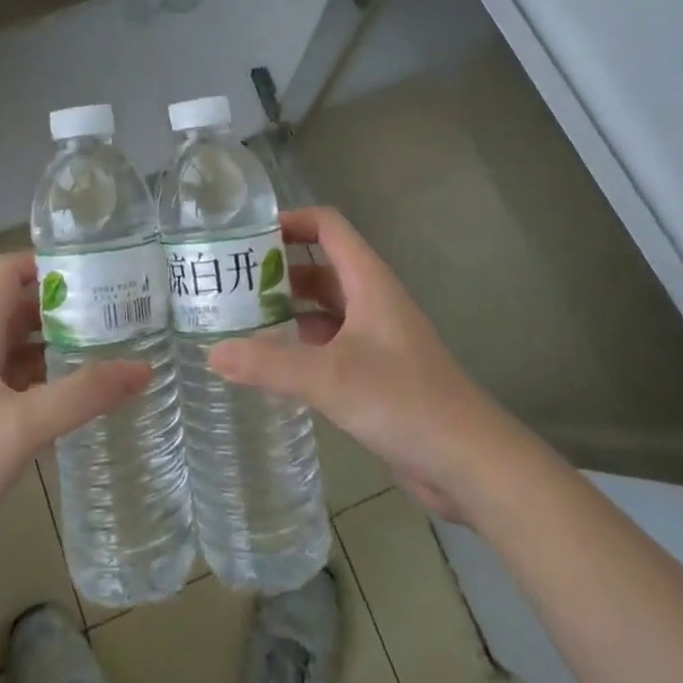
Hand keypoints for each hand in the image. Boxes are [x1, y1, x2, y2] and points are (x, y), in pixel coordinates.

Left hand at [0, 252, 150, 565]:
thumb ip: (84, 395)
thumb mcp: (24, 423)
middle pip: (22, 310)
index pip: (8, 273)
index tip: (94, 270)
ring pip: (24, 351)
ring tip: (111, 351)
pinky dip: (51, 386)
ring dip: (61, 347)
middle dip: (66, 307)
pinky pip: (23, 389)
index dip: (47, 262)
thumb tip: (142, 368)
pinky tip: (84, 402)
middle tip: (116, 312)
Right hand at [208, 207, 494, 520]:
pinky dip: (299, 344)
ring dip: (286, 309)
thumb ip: (270, 363)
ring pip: (322, 308)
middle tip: (228, 282)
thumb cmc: (404, 401)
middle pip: (319, 266)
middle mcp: (371, 300)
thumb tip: (212, 352)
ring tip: (238, 319)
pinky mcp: (374, 372)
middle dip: (277, 269)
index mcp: (368, 281)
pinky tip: (269, 362)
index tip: (246, 235)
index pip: (328, 226)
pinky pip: (328, 344)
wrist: (470, 462)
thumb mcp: (330, 377)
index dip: (290, 220)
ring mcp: (374, 337)